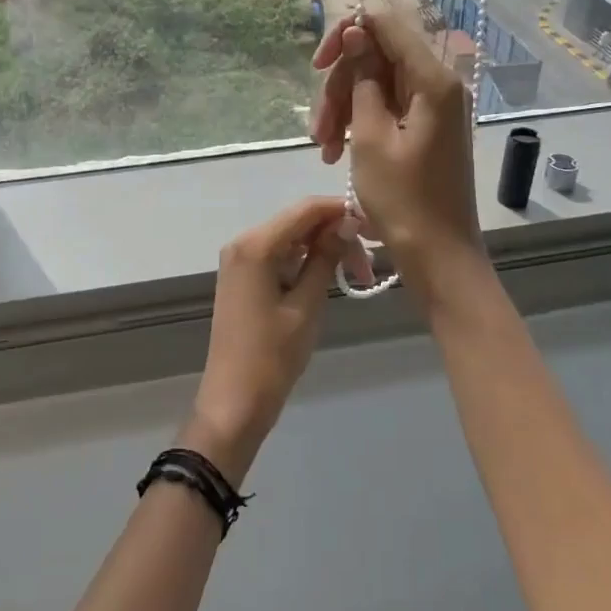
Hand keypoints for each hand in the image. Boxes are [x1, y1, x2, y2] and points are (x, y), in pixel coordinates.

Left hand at [186, 197, 349, 484]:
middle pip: (298, 222)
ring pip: (291, 239)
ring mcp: (240, 260)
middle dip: (335, 235)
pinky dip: (305, 262)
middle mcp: (243, 242)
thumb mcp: (306, 305)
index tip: (376, 228)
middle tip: (369, 268)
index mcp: (255, 245)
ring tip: (357, 277)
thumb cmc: (272, 355)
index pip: (305, 209)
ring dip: (323, 251)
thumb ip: (325, 258)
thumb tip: (347, 222)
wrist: (234, 401)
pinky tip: (328, 279)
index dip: (341, 211)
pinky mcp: (243, 278)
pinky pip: (279, 256)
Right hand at [309, 11, 484, 297]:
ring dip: (343, 109)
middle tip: (319, 129)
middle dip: (340, 86)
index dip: (346, 35)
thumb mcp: (369, 136)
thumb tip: (355, 33)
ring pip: (376, 84)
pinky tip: (337, 153)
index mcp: (432, 79)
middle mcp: (438, 83)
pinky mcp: (426, 127)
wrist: (439, 256)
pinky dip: (359, 124)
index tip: (318, 66)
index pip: (385, 24)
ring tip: (324, 150)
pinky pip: (387, 107)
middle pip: (377, 57)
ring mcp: (433, 106)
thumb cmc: (403, 200)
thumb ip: (362, 79)